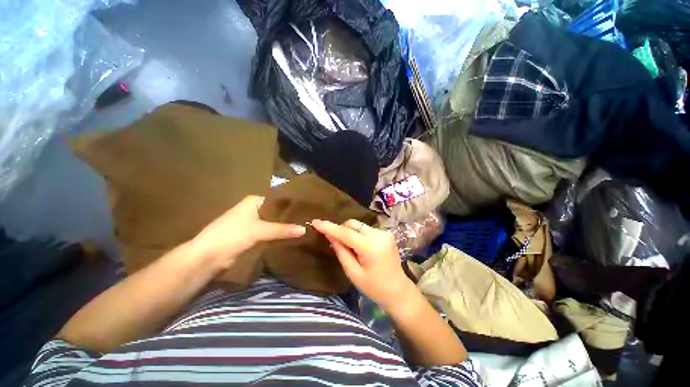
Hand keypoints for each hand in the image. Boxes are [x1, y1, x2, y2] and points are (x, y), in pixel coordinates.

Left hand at [192, 196, 305, 269]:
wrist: (208, 257)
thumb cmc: (232, 235)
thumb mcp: (260, 230)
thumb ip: (283, 229)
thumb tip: (305, 229)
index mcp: (254, 201)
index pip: (278, 200)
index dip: (291, 205)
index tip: (307, 209)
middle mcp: (254, 209)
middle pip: (276, 212)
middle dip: (289, 217)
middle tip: (308, 220)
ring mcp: (252, 223)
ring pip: (273, 223)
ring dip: (284, 227)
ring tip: (304, 227)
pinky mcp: (251, 236)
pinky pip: (269, 233)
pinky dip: (278, 235)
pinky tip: (291, 236)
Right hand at [311, 219, 414, 309]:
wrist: (398, 290)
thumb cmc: (374, 287)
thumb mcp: (353, 273)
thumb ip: (341, 251)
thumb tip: (330, 235)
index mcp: (371, 247)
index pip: (346, 233)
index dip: (329, 227)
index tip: (315, 222)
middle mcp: (379, 235)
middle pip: (353, 224)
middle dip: (341, 230)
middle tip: (335, 243)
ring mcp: (384, 232)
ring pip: (359, 225)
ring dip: (350, 232)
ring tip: (350, 248)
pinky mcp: (386, 233)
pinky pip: (366, 229)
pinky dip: (358, 234)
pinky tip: (360, 247)